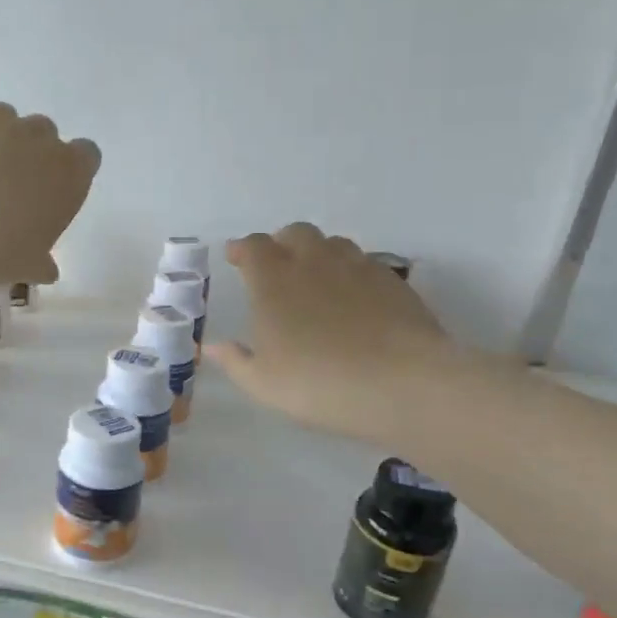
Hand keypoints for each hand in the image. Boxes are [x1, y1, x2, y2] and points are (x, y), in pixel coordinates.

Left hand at [0, 101, 99, 292]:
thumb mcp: (25, 267)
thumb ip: (41, 261)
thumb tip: (46, 267)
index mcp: (68, 173)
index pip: (86, 156)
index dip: (68, 172)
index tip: (49, 194)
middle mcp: (37, 136)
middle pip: (43, 134)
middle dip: (28, 155)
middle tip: (4, 190)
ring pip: (1, 121)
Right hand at [207, 223, 458, 442]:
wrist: (401, 384)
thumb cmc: (317, 384)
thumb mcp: (263, 383)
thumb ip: (235, 361)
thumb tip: (214, 347)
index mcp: (274, 282)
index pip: (254, 247)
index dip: (243, 249)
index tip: (236, 258)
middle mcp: (314, 263)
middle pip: (296, 233)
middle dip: (281, 244)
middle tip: (276, 267)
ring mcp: (357, 268)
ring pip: (333, 243)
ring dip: (318, 254)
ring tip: (315, 279)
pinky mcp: (392, 281)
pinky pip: (364, 263)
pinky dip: (350, 272)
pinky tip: (353, 299)